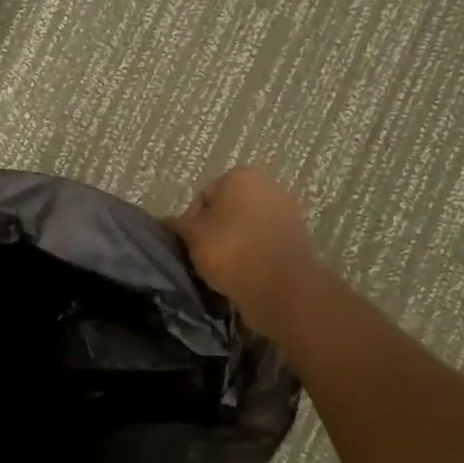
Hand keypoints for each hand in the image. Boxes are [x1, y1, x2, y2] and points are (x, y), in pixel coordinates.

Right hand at [173, 167, 323, 339]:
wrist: (281, 286)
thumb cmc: (230, 250)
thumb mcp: (192, 236)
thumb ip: (177, 225)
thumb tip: (165, 222)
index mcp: (241, 176)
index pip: (203, 196)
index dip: (191, 222)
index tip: (188, 244)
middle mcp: (268, 185)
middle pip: (227, 209)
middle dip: (214, 229)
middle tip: (202, 256)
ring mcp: (287, 210)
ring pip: (246, 226)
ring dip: (233, 242)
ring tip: (222, 268)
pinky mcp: (297, 237)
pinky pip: (264, 242)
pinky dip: (252, 253)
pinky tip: (243, 272)